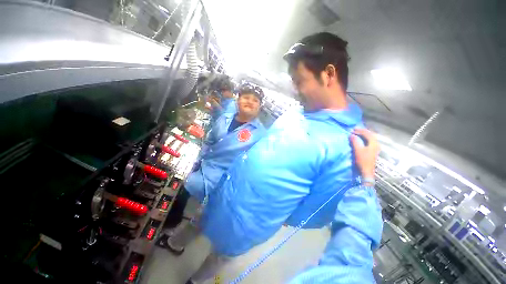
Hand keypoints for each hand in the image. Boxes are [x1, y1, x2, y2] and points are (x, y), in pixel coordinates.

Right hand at [350, 128, 379, 179]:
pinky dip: (365, 138)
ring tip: (357, 133)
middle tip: (355, 130)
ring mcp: (375, 148)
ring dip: (364, 135)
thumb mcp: (358, 150)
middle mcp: (376, 144)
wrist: (367, 171)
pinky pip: (369, 141)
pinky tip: (361, 139)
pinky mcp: (373, 151)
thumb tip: (351, 135)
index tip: (353, 130)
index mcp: (373, 143)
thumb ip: (355, 142)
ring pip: (370, 138)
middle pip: (370, 135)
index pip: (367, 134)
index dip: (360, 131)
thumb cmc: (363, 160)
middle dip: (362, 131)